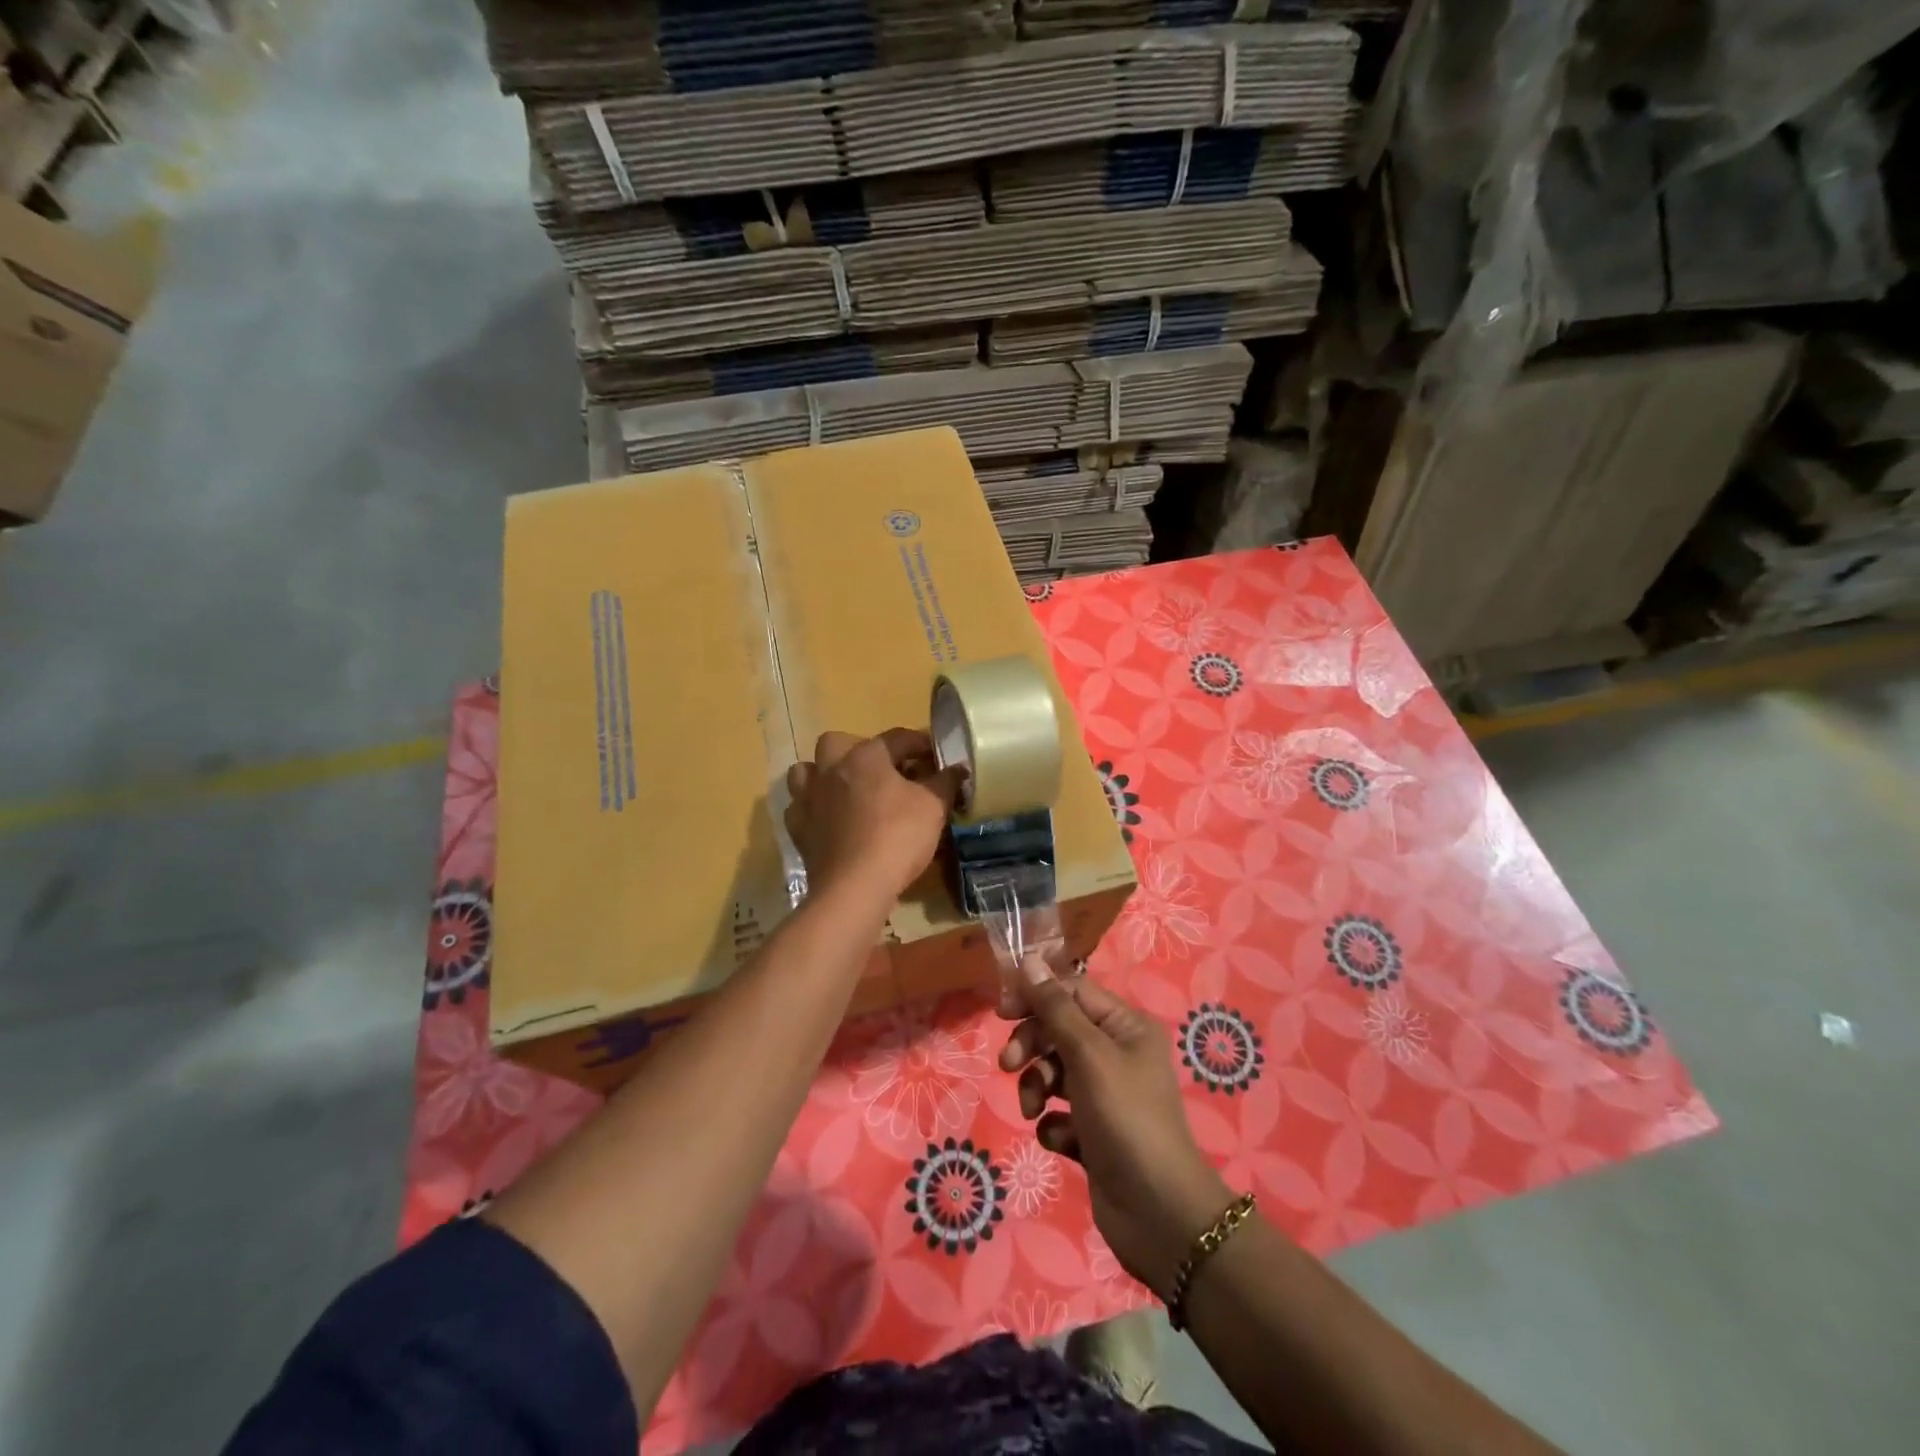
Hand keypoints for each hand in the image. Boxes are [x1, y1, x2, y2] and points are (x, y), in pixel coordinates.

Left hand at [784, 729, 964, 905]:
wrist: (854, 886)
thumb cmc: (898, 836)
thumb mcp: (933, 807)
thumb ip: (945, 782)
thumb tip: (957, 768)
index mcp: (865, 756)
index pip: (896, 738)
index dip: (918, 743)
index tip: (935, 755)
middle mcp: (831, 769)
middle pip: (838, 742)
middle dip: (859, 749)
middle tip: (883, 771)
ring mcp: (809, 798)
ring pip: (808, 771)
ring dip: (825, 774)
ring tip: (847, 790)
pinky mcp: (798, 829)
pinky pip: (800, 807)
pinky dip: (814, 808)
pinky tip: (829, 820)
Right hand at [999, 963, 1234, 1299]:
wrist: (1158, 1213)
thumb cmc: (1125, 1118)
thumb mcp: (1088, 1055)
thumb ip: (1055, 1008)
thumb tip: (1029, 961)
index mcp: (1126, 1027)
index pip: (1072, 992)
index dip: (1037, 996)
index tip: (1002, 1012)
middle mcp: (1117, 1055)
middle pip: (1059, 1031)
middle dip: (1032, 1046)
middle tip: (1009, 1065)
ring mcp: (1106, 1096)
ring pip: (1054, 1072)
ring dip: (1037, 1086)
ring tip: (1034, 1110)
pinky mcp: (1094, 1134)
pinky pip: (1060, 1114)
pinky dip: (1053, 1123)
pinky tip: (1060, 1140)